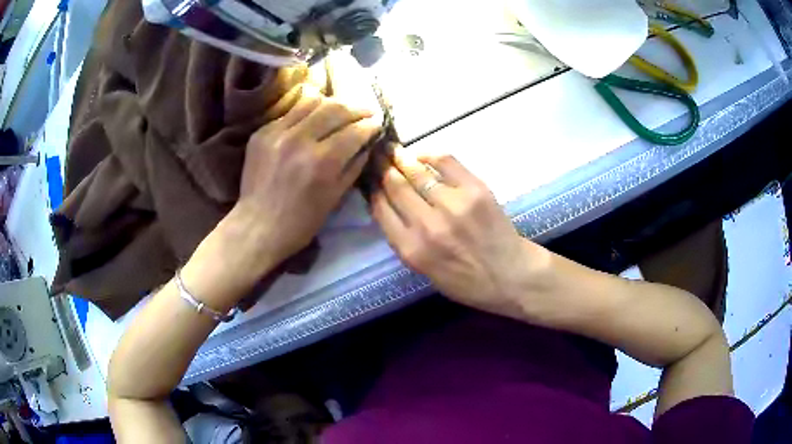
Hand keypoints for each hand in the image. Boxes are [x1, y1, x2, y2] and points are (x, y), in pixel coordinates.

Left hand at [231, 86, 380, 266]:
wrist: (258, 226)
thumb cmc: (301, 221)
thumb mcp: (335, 198)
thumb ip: (354, 166)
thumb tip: (367, 143)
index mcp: (322, 162)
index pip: (355, 130)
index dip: (371, 125)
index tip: (377, 124)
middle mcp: (300, 140)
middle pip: (336, 109)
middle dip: (357, 109)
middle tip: (366, 112)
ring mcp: (278, 133)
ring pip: (312, 102)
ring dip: (332, 104)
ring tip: (341, 109)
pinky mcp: (262, 132)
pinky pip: (290, 112)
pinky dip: (307, 112)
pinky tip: (314, 118)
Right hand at [370, 147, 546, 317]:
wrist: (511, 275)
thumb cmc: (467, 282)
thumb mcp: (425, 272)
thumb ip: (404, 241)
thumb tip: (388, 206)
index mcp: (412, 250)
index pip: (381, 209)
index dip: (371, 189)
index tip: (368, 178)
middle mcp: (427, 225)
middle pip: (394, 186)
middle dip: (381, 167)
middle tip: (375, 155)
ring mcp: (452, 204)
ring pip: (416, 171)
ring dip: (400, 157)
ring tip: (392, 149)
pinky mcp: (475, 189)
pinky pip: (445, 161)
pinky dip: (429, 154)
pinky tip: (421, 154)